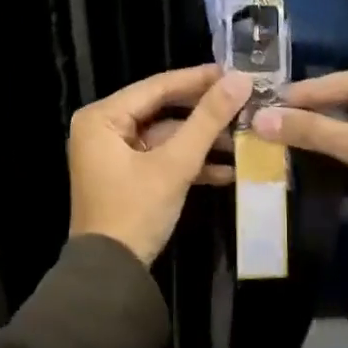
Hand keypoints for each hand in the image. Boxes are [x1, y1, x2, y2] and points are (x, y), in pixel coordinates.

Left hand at [68, 65, 252, 266]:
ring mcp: (114, 154)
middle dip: (205, 113)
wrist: (111, 275)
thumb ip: (207, 120)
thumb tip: (240, 79)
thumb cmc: (135, 211)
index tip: (236, 73)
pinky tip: (229, 169)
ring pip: (166, 136)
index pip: (157, 87)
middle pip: (163, 110)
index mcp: (102, 118)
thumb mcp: (174, 164)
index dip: (199, 79)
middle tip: (245, 102)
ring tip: (245, 138)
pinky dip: (191, 163)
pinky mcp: (128, 176)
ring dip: (203, 141)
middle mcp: (103, 129)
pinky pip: (162, 158)